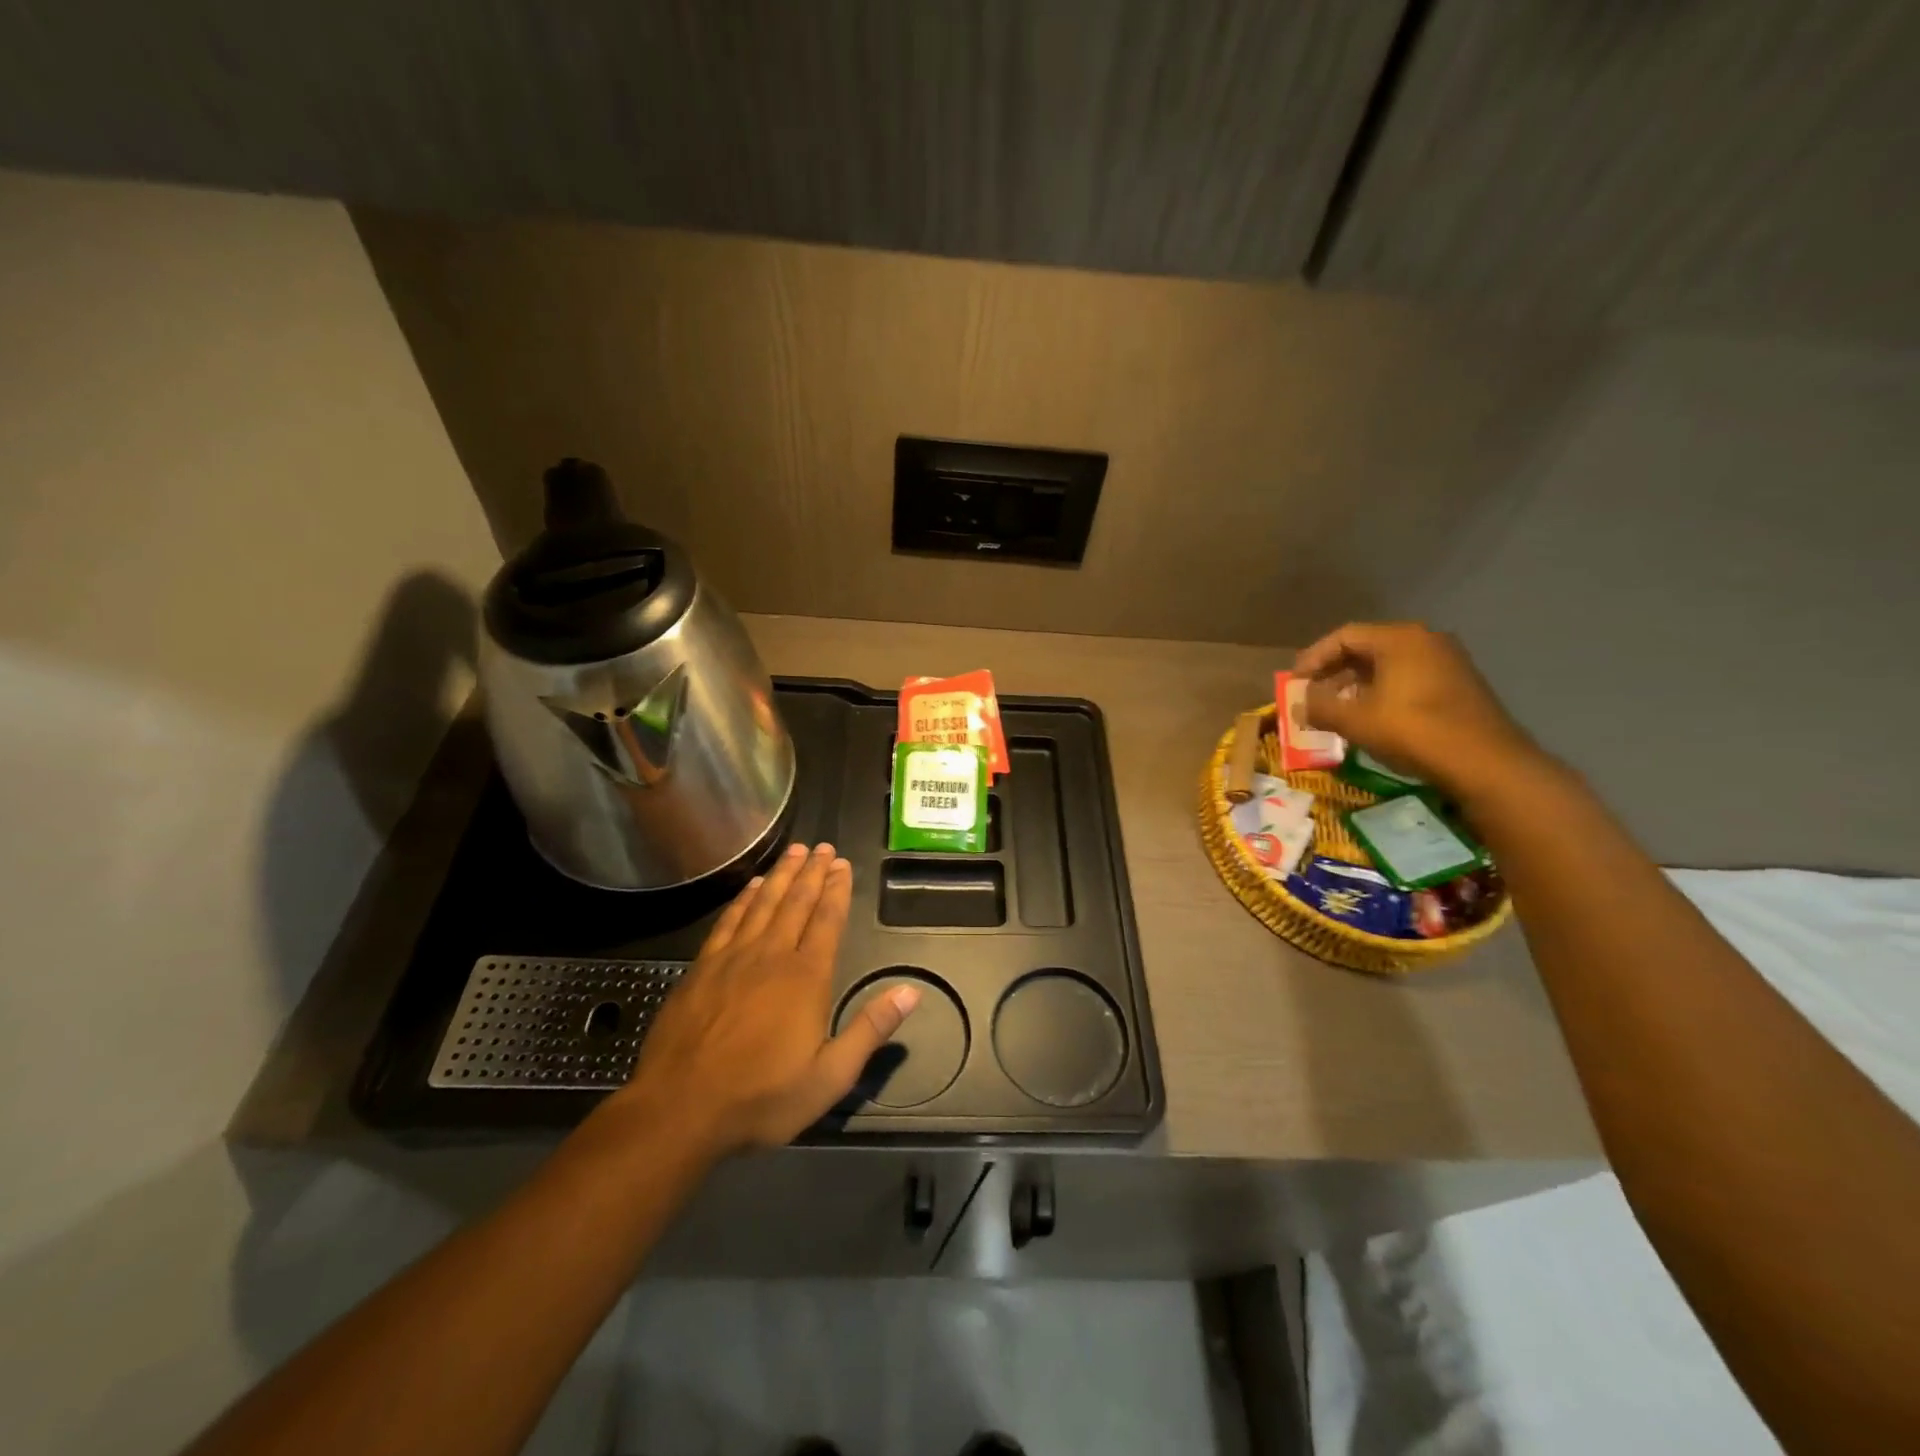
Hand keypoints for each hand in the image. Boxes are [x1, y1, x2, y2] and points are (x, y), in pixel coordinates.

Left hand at [615, 842, 918, 1157]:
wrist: (679, 1109)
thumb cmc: (761, 1097)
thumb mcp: (829, 1076)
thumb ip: (870, 1030)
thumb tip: (911, 991)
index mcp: (806, 977)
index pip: (827, 920)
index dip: (837, 890)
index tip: (843, 865)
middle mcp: (771, 956)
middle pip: (796, 903)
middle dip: (813, 872)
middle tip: (823, 847)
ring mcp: (733, 958)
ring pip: (764, 904)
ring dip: (782, 875)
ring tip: (794, 851)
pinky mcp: (702, 968)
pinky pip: (729, 920)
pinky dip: (744, 899)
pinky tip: (752, 886)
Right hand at [1294, 622, 1544, 801]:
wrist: (1485, 762)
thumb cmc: (1412, 731)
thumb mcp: (1354, 720)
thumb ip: (1319, 706)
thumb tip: (1298, 702)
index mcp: (1399, 639)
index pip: (1344, 637)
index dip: (1313, 658)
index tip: (1294, 682)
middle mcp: (1425, 640)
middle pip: (1367, 648)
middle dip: (1334, 672)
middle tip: (1312, 695)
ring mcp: (1448, 661)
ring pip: (1388, 665)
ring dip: (1357, 685)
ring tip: (1337, 709)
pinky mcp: (1459, 684)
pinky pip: (1409, 678)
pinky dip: (1383, 692)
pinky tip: (1373, 717)